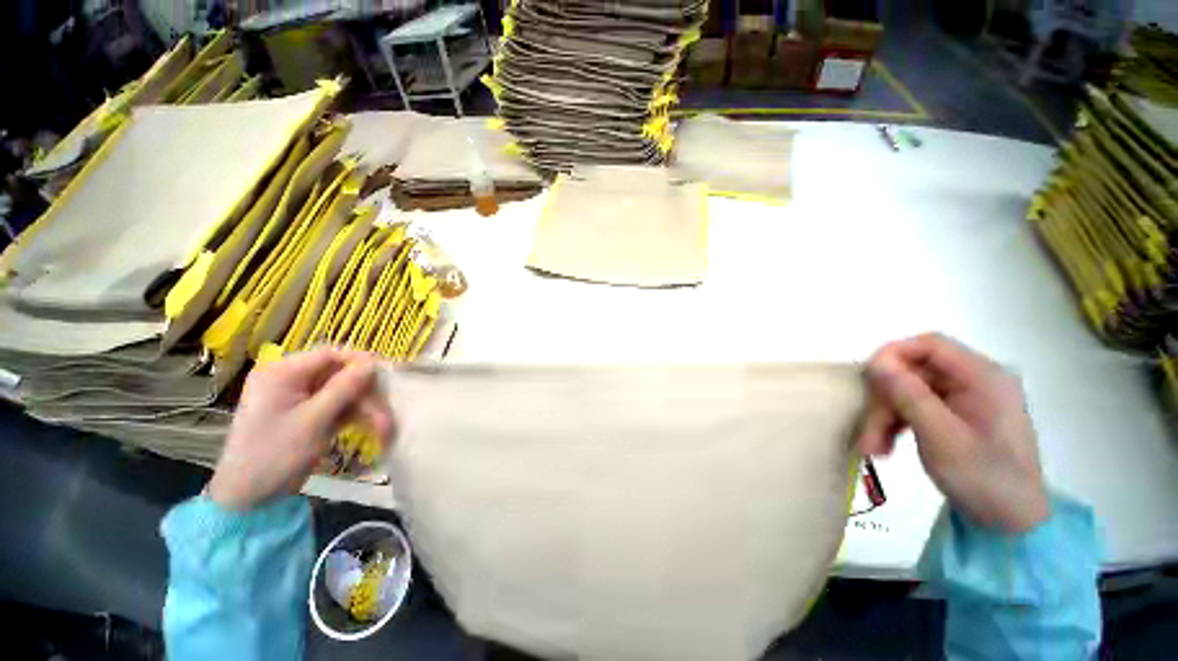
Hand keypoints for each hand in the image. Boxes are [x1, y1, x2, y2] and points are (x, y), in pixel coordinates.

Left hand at [208, 349, 393, 510]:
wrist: (249, 498)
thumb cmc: (274, 455)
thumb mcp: (313, 421)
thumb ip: (344, 389)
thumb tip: (372, 363)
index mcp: (282, 374)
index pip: (328, 355)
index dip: (360, 361)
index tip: (387, 372)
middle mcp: (291, 380)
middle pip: (340, 375)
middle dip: (367, 394)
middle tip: (388, 412)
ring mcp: (300, 398)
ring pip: (344, 392)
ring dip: (366, 408)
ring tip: (384, 429)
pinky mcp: (308, 414)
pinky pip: (338, 406)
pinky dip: (356, 416)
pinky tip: (373, 429)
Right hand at [857, 333, 1048, 532]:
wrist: (1011, 522)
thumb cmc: (984, 478)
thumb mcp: (942, 437)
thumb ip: (909, 396)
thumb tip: (876, 363)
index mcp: (983, 378)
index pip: (930, 345)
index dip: (893, 355)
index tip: (866, 379)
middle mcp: (975, 381)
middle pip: (913, 373)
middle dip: (884, 401)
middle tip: (867, 433)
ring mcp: (965, 399)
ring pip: (908, 391)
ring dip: (885, 416)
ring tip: (872, 448)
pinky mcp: (956, 415)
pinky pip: (916, 407)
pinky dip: (896, 423)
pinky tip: (885, 447)